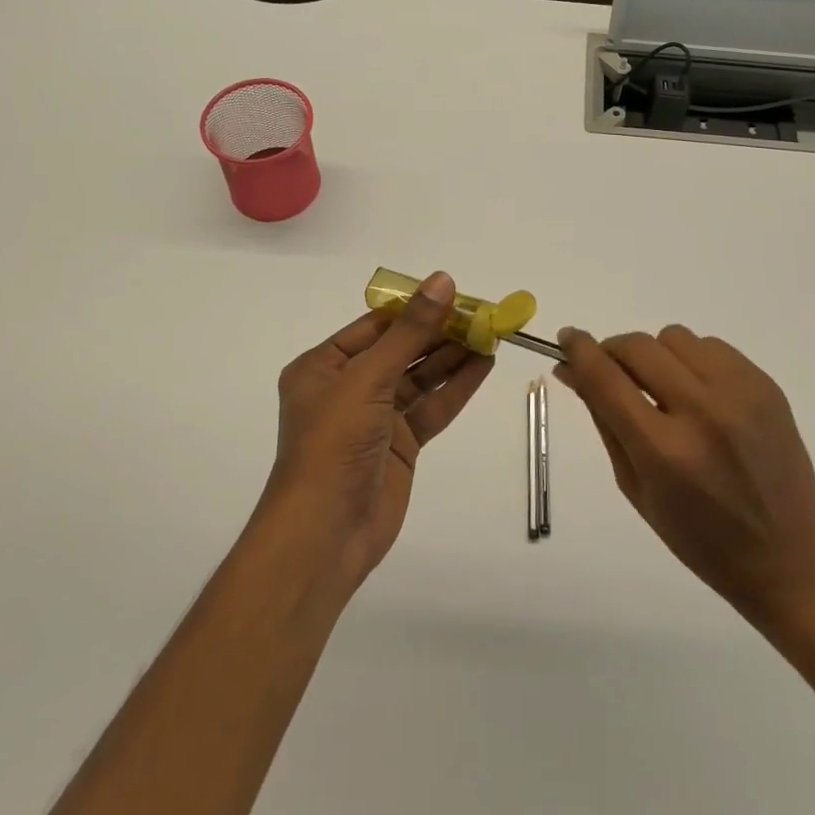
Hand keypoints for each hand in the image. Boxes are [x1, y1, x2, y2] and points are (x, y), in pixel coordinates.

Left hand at [263, 272, 491, 587]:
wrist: (326, 533)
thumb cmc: (334, 443)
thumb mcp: (368, 378)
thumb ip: (410, 332)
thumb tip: (442, 281)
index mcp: (322, 366)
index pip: (375, 325)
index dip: (415, 309)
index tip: (454, 293)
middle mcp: (348, 387)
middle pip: (401, 350)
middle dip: (439, 333)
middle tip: (482, 314)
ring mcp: (375, 418)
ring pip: (419, 378)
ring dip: (453, 357)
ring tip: (491, 335)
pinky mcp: (399, 445)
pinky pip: (430, 408)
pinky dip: (456, 388)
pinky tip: (483, 366)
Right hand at [554, 326, 814, 630]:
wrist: (789, 557)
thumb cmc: (701, 538)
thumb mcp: (636, 488)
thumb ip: (604, 421)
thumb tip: (571, 371)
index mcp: (664, 451)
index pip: (606, 378)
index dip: (579, 350)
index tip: (566, 338)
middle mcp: (702, 412)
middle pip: (638, 346)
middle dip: (613, 350)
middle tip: (611, 370)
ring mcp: (740, 394)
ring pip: (674, 337)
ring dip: (656, 356)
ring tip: (664, 390)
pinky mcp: (765, 385)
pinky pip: (711, 346)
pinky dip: (693, 361)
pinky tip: (700, 395)